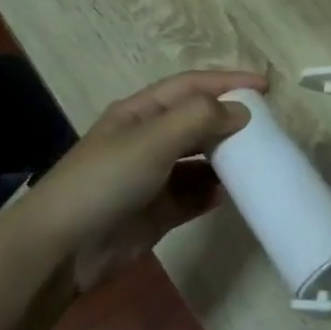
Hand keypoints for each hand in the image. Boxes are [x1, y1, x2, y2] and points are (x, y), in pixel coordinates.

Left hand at [19, 69, 263, 291]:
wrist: (63, 248)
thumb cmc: (105, 181)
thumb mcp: (151, 140)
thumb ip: (198, 119)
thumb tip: (240, 111)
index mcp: (140, 113)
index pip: (190, 86)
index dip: (226, 81)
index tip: (265, 86)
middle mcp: (148, 140)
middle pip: (197, 121)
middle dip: (229, 120)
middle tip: (267, 128)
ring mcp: (153, 177)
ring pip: (199, 160)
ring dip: (226, 158)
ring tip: (258, 160)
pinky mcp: (158, 212)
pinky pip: (195, 195)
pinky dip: (214, 192)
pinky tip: (234, 194)